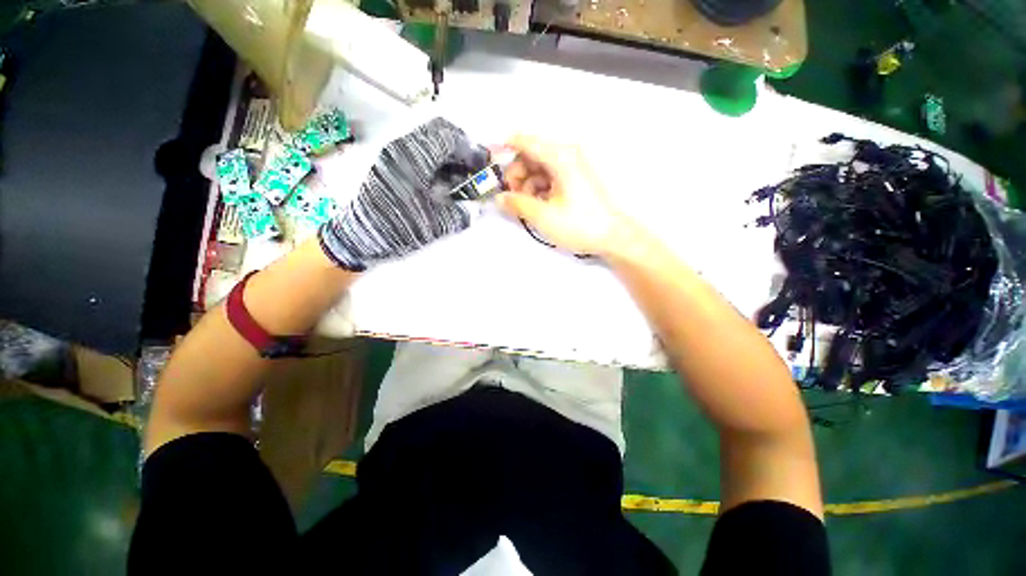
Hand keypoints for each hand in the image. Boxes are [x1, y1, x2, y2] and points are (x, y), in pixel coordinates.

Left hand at [319, 118, 487, 270]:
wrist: (356, 237)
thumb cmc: (396, 227)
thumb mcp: (435, 224)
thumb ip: (462, 213)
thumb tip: (479, 207)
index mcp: (414, 156)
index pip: (450, 137)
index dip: (472, 150)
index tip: (485, 166)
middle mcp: (401, 147)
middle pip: (438, 132)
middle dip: (461, 148)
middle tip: (473, 169)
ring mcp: (392, 154)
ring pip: (428, 142)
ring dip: (449, 155)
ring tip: (461, 178)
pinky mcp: (388, 164)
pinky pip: (418, 153)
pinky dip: (436, 163)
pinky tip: (442, 183)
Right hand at [497, 135, 635, 257]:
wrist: (613, 237)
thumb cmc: (579, 225)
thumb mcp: (543, 216)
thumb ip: (517, 204)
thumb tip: (499, 198)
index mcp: (560, 157)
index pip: (525, 141)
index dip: (505, 149)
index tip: (491, 166)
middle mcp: (567, 155)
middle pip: (531, 154)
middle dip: (517, 173)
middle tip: (512, 196)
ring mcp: (573, 167)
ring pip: (540, 167)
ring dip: (528, 183)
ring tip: (526, 205)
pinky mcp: (576, 180)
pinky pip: (551, 177)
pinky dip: (540, 188)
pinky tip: (539, 205)